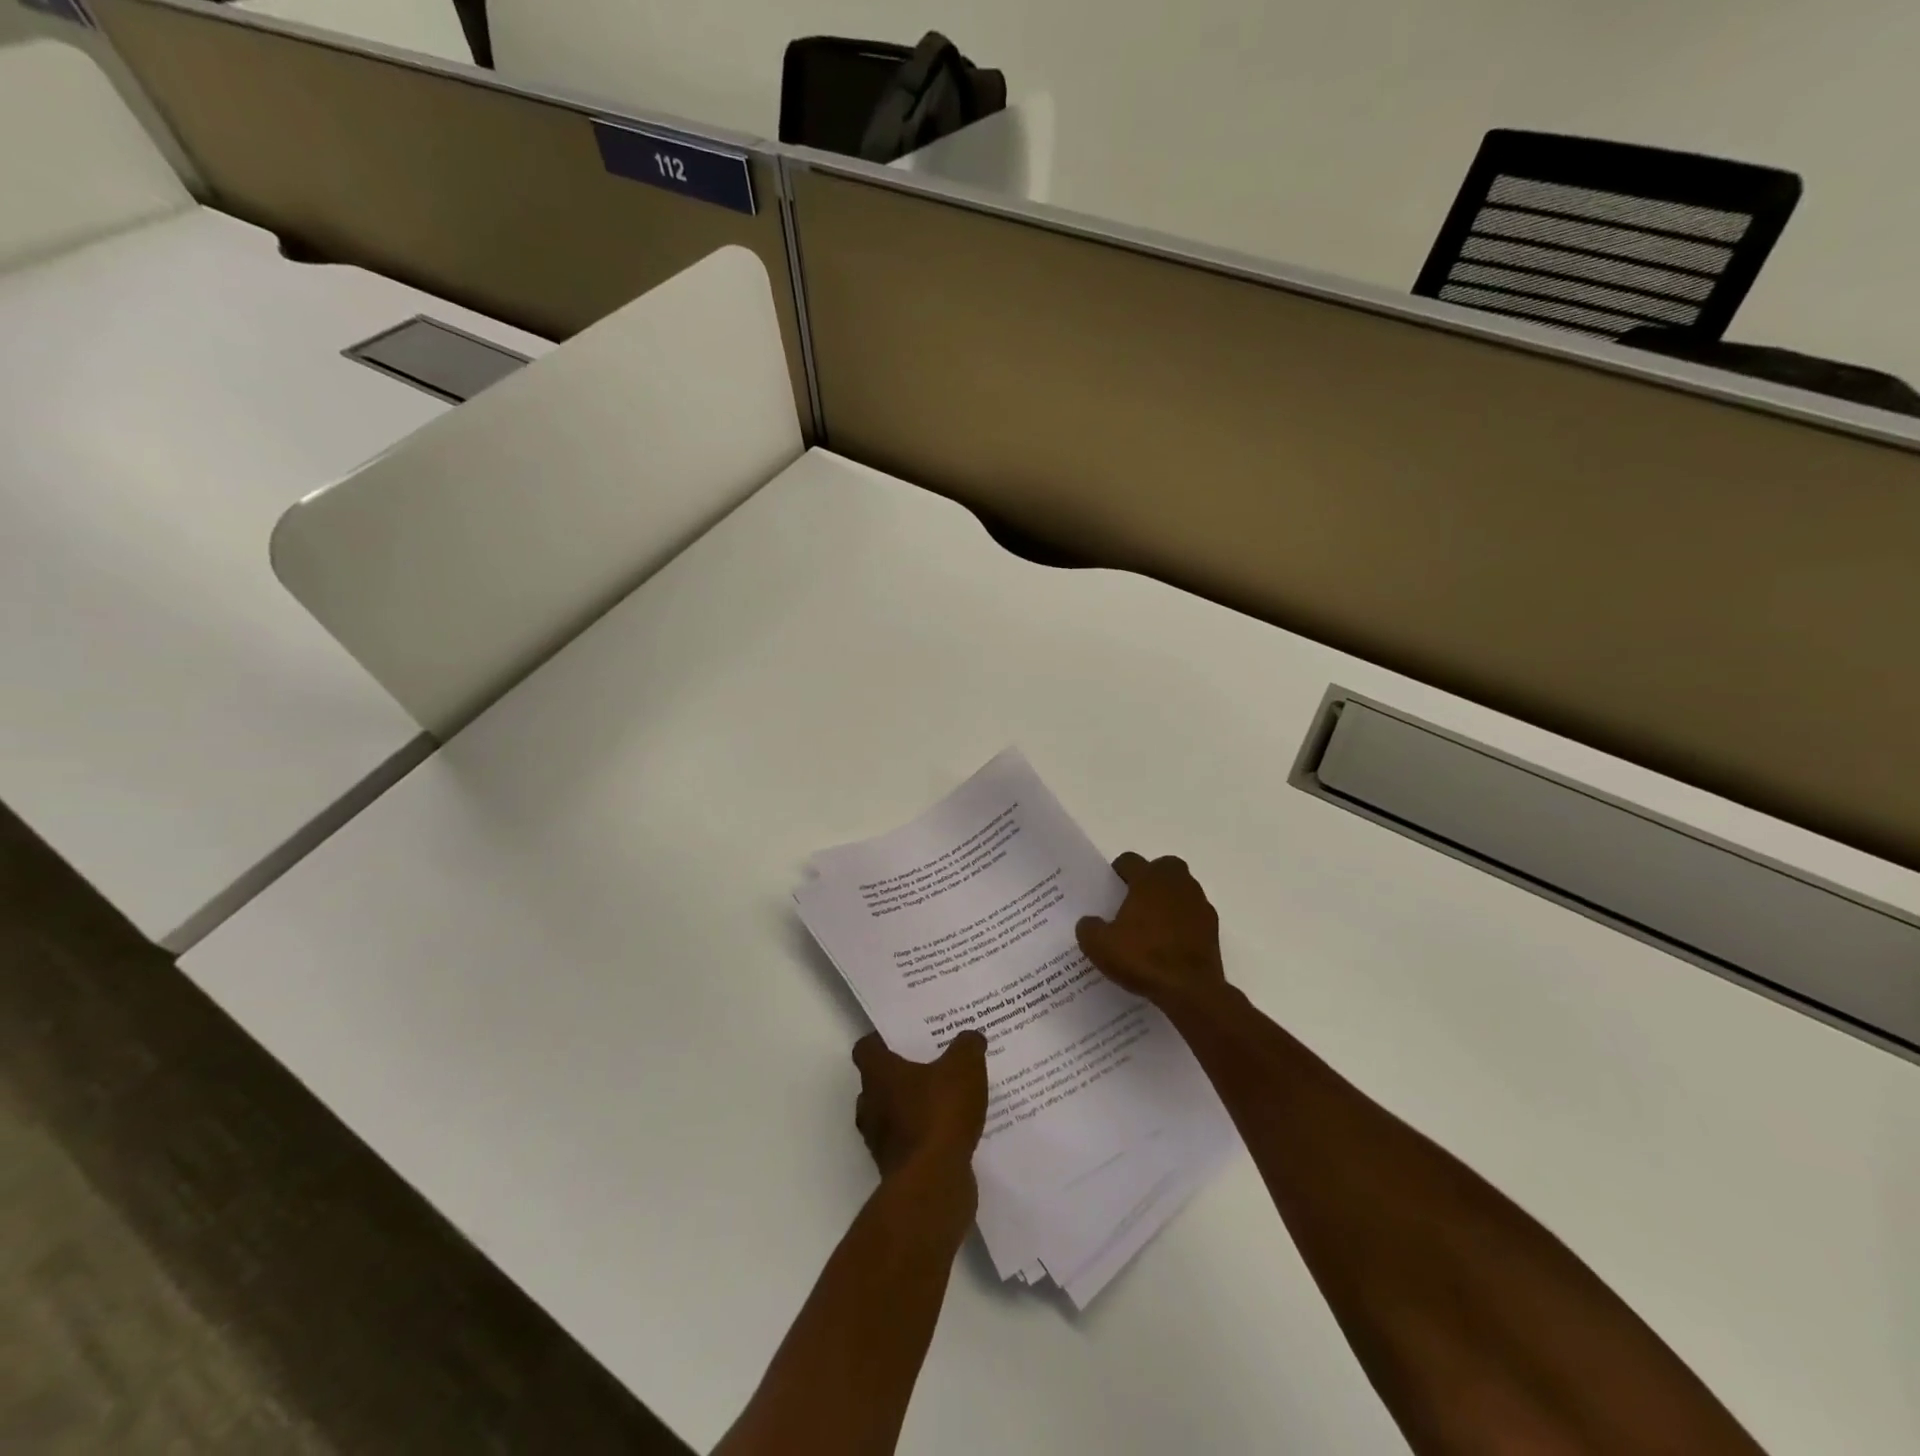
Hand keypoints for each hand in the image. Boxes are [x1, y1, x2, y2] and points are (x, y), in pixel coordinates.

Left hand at [852, 1031, 988, 1176]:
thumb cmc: (939, 1114)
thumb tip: (971, 1037)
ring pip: (891, 1115)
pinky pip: (908, 1143)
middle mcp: (871, 1105)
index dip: (881, 1040)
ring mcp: (880, 1141)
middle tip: (928, 1064)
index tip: (902, 1036)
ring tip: (943, 1099)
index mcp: (878, 1074)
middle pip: (877, 1083)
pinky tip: (951, 1132)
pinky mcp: (896, 1169)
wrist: (933, 1185)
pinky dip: (924, 1137)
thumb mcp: (964, 1068)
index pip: (865, 1049)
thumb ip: (967, 1047)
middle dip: (900, 1075)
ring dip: (911, 1109)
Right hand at [1076, 852, 1228, 1009]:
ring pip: (1182, 889)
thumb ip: (1089, 928)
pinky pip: (1193, 914)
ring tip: (1152, 925)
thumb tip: (1089, 922)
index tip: (1110, 889)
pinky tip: (1170, 943)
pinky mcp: (1213, 927)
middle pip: (1163, 867)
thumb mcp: (1100, 946)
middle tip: (1134, 901)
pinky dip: (1183, 922)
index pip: (1130, 860)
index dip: (1118, 871)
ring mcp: (1199, 904)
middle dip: (1150, 878)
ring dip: (1168, 899)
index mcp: (1149, 879)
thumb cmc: (1143, 958)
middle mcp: (1177, 883)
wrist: (1190, 990)